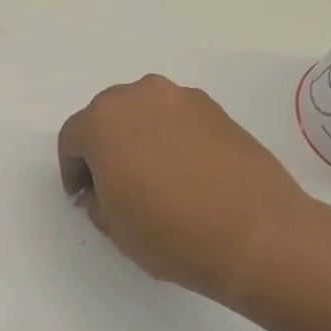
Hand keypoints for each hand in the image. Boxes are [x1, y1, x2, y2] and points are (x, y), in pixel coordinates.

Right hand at [58, 75, 330, 308]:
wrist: (258, 234)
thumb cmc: (171, 232)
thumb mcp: (114, 227)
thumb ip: (98, 200)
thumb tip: (105, 190)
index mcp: (104, 121)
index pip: (72, 138)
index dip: (72, 170)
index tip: (82, 197)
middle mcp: (140, 97)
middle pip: (108, 117)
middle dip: (103, 148)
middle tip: (112, 184)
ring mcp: (183, 99)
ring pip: (145, 114)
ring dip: (139, 139)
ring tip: (151, 178)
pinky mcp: (217, 110)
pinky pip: (178, 120)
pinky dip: (171, 139)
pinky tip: (184, 174)